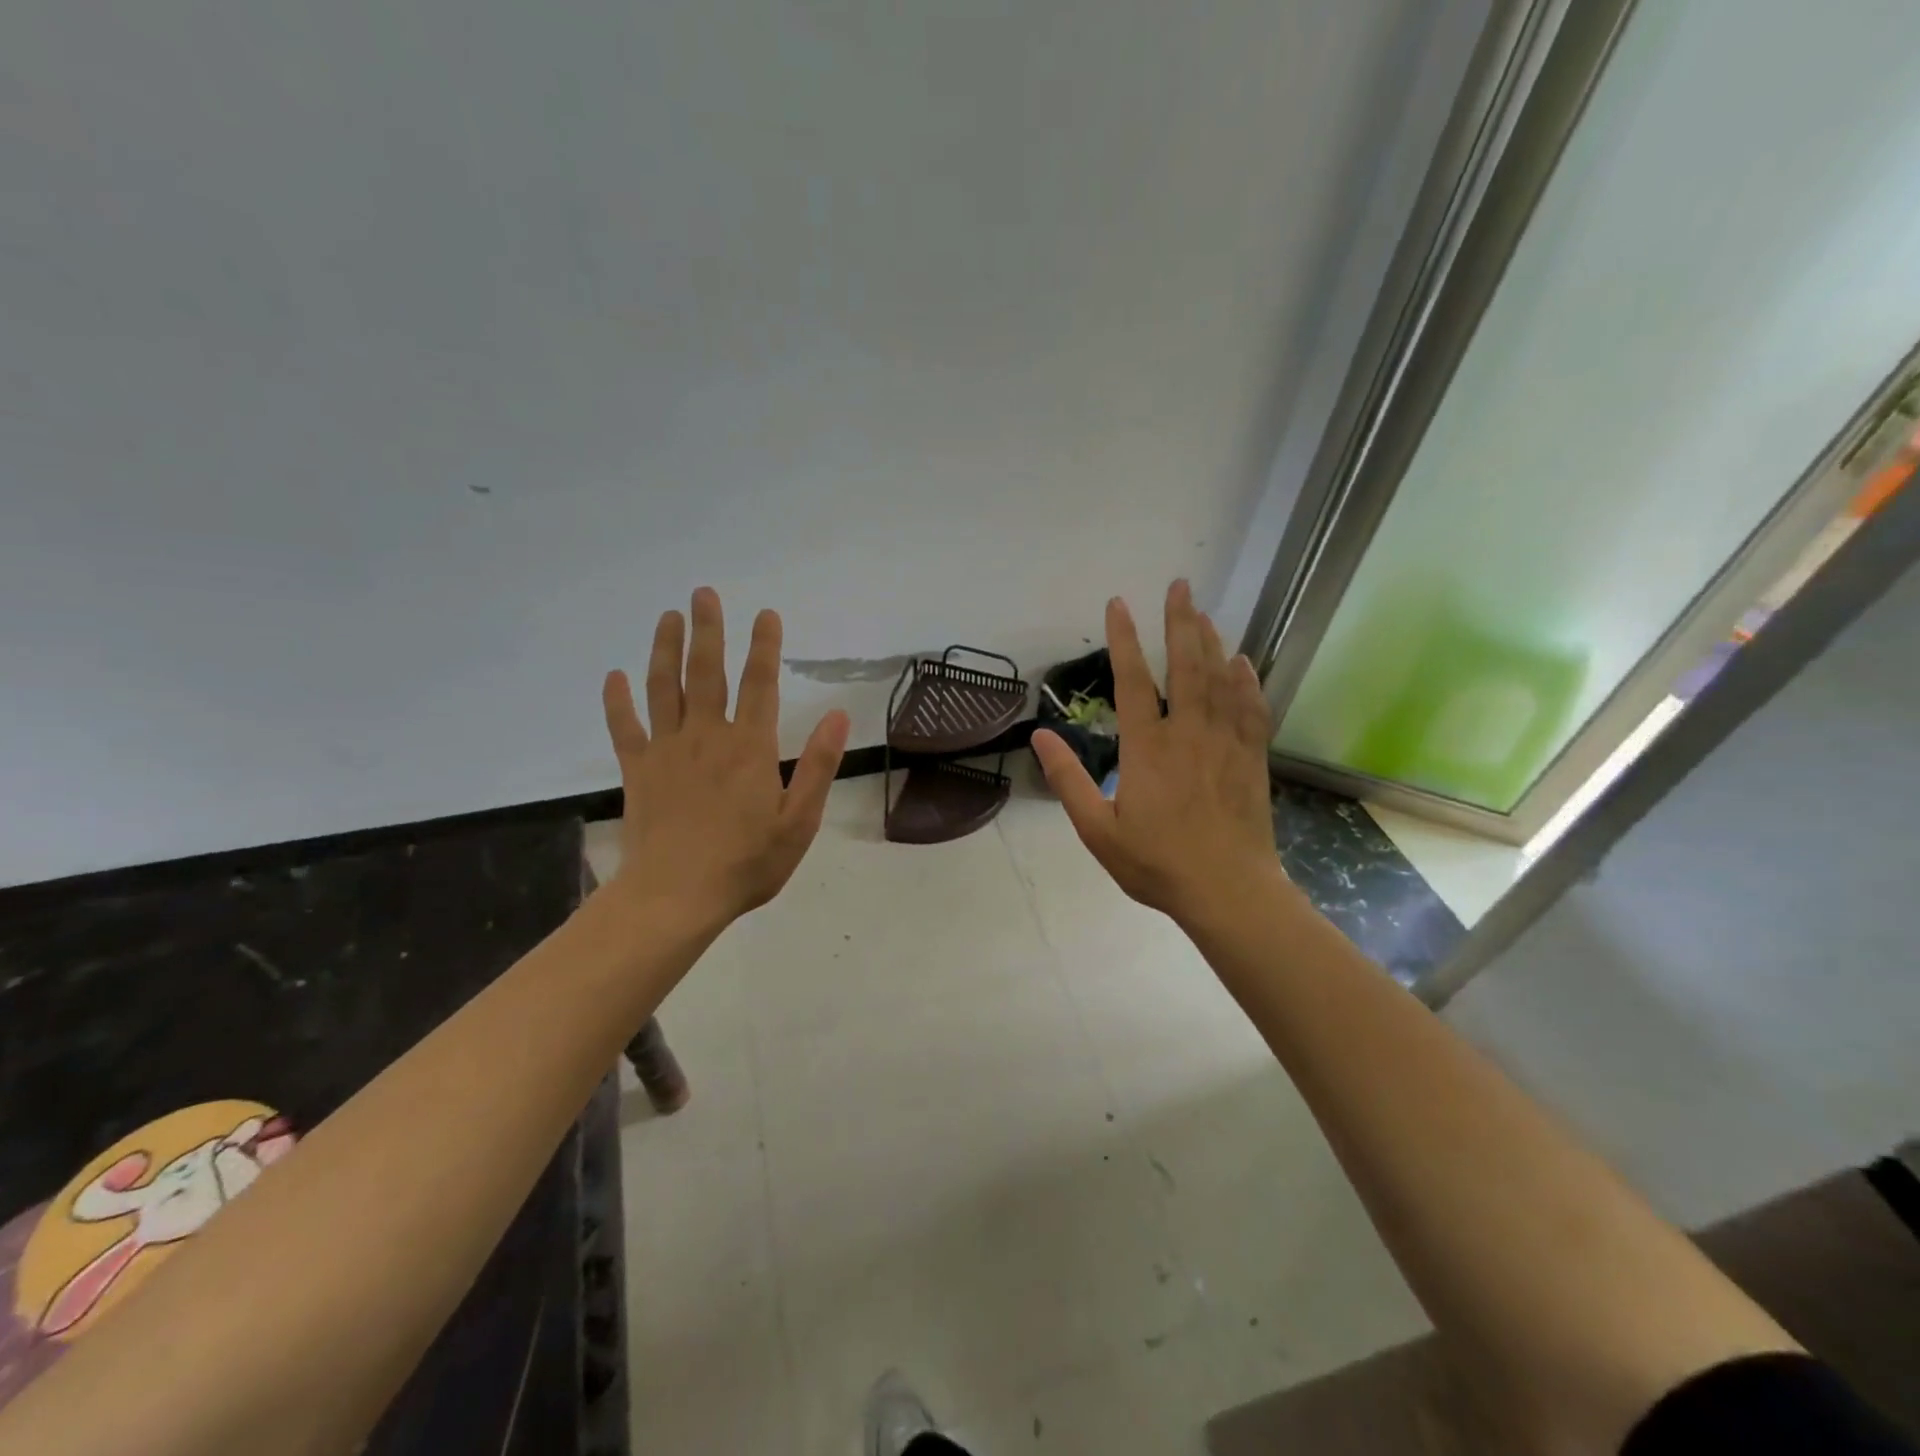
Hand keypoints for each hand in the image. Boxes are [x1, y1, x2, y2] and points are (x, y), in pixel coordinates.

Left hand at [601, 587, 849, 928]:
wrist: (676, 897)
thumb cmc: (747, 863)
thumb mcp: (799, 821)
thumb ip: (819, 766)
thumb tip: (838, 715)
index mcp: (750, 747)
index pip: (760, 684)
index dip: (764, 646)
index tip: (766, 614)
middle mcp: (707, 736)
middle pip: (706, 672)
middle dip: (708, 630)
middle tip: (703, 593)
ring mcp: (667, 751)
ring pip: (663, 688)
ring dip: (665, 649)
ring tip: (667, 617)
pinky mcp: (637, 770)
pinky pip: (624, 727)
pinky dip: (617, 700)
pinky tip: (614, 676)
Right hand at [1031, 581, 1280, 926]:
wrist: (1228, 892)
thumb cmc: (1157, 864)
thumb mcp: (1097, 830)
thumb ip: (1068, 780)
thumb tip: (1040, 737)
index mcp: (1147, 749)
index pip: (1132, 681)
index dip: (1124, 639)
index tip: (1118, 604)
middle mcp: (1188, 734)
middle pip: (1185, 666)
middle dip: (1180, 622)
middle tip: (1179, 585)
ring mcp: (1225, 743)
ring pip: (1219, 680)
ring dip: (1211, 642)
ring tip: (1203, 612)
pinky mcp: (1252, 759)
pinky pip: (1252, 709)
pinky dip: (1246, 681)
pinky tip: (1242, 662)